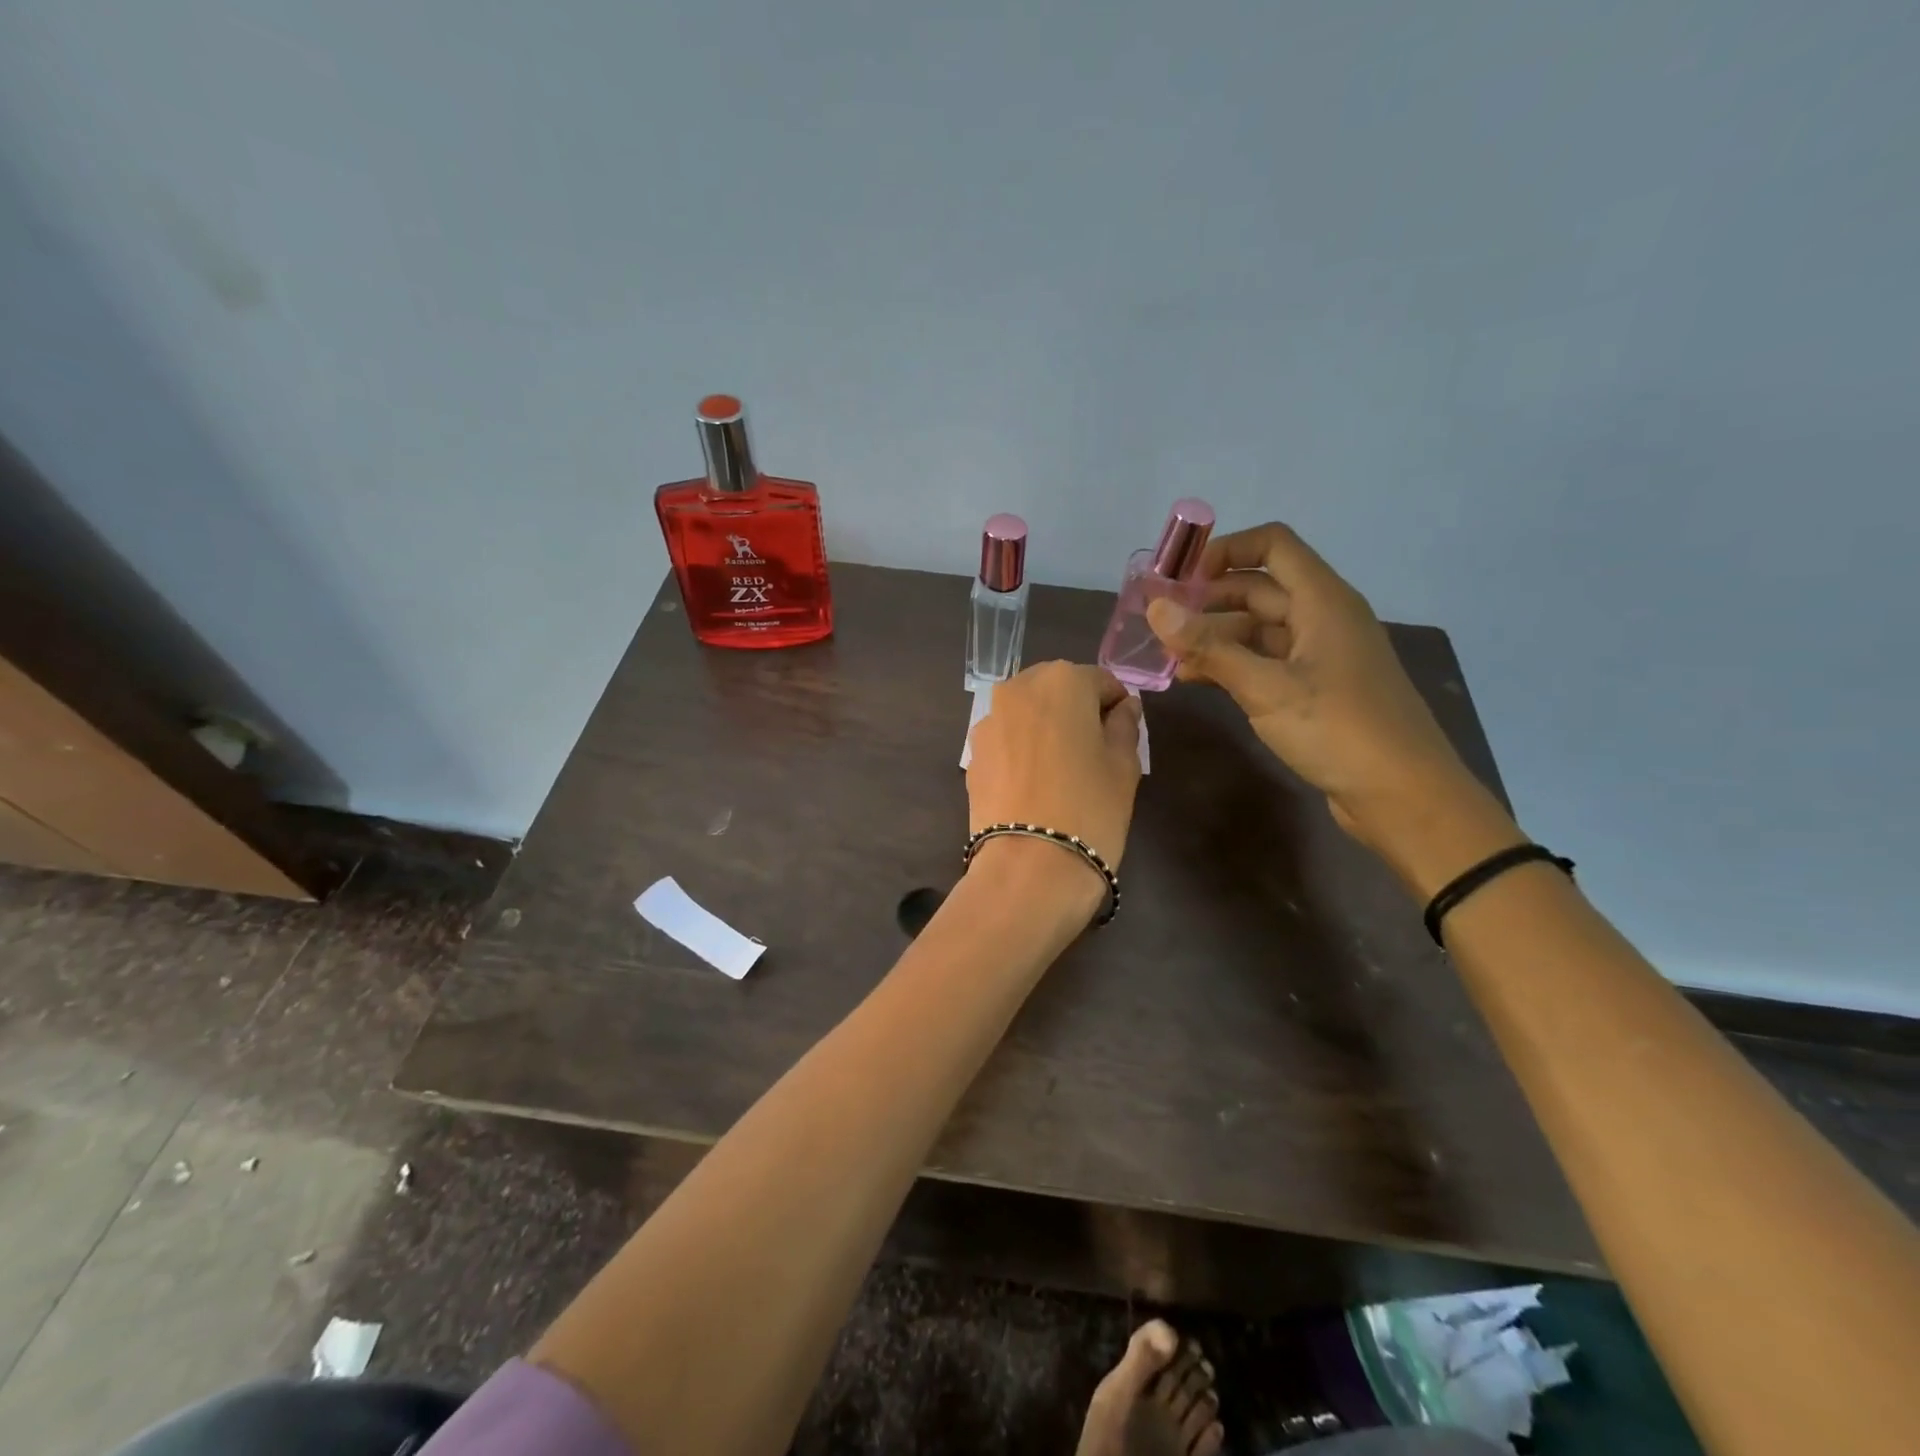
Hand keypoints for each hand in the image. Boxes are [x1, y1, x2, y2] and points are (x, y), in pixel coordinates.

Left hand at [966, 661, 1143, 880]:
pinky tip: (1034, 784)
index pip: (1100, 681)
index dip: (1116, 706)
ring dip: (1046, 729)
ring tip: (1061, 770)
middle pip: (1057, 690)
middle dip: (1076, 711)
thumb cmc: (1090, 808)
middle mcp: (1018, 688)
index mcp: (1061, 680)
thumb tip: (1124, 706)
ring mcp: (988, 720)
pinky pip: (1006, 739)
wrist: (1029, 867)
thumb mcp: (1124, 765)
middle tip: (1093, 751)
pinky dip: (1021, 749)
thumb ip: (1125, 725)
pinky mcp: (972, 753)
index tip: (1123, 734)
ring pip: (1027, 713)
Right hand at [1146, 523, 1505, 865]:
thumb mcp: (1267, 688)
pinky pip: (1268, 661)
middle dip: (1210, 599)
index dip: (1226, 550)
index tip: (1180, 577)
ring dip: (1216, 636)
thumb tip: (1156, 608)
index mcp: (1322, 601)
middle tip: (1161, 621)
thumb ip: (1209, 648)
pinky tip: (1198, 680)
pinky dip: (1233, 664)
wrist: (1402, 795)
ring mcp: (1322, 655)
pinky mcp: (1318, 688)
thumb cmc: (1338, 730)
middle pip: (1260, 588)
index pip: (1273, 545)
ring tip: (1170, 657)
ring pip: (1260, 628)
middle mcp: (1324, 618)